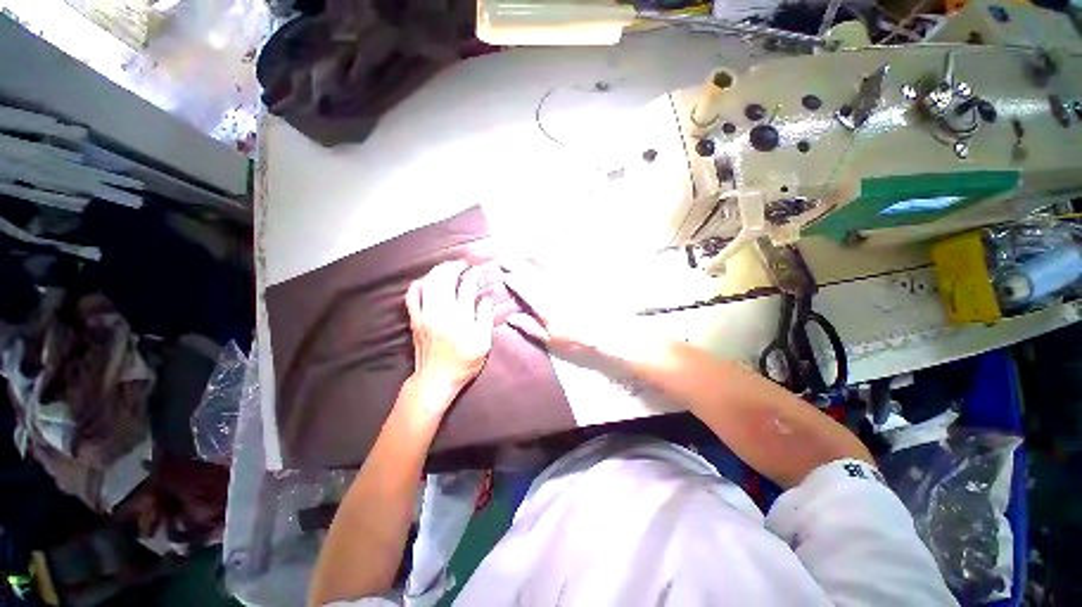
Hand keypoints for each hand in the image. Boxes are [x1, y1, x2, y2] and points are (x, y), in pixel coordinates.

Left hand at [405, 261, 494, 414]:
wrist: (435, 380)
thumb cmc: (463, 363)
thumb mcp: (483, 344)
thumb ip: (485, 319)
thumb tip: (486, 299)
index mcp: (461, 318)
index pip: (467, 287)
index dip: (474, 276)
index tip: (479, 271)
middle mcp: (441, 312)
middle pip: (445, 279)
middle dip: (454, 267)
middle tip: (463, 264)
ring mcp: (425, 315)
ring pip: (428, 283)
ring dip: (438, 271)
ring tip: (448, 267)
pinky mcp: (414, 319)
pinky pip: (412, 296)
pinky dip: (418, 284)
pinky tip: (426, 281)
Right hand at [501, 259, 620, 356]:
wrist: (609, 336)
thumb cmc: (578, 343)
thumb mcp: (552, 342)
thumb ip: (531, 328)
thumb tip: (511, 317)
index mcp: (546, 307)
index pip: (525, 290)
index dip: (514, 281)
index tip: (504, 275)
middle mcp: (556, 291)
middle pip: (534, 274)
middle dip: (518, 265)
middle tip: (505, 257)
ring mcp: (570, 284)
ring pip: (550, 266)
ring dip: (536, 258)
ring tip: (526, 251)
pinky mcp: (583, 281)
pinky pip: (569, 265)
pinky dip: (558, 258)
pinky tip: (553, 252)